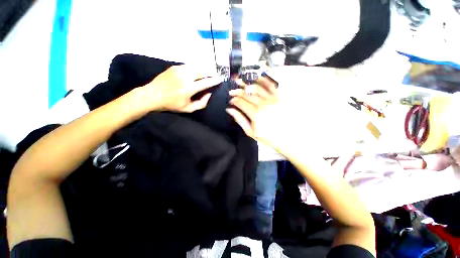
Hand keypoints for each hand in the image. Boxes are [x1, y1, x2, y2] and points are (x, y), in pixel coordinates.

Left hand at [139, 65, 222, 111]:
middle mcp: (185, 77)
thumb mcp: (188, 109)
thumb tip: (209, 94)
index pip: (206, 82)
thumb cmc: (171, 104)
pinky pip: (189, 66)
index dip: (215, 80)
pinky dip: (195, 69)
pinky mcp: (174, 66)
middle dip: (210, 72)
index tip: (220, 79)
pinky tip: (195, 73)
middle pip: (202, 71)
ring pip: (196, 67)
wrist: (152, 95)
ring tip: (206, 74)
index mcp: (188, 89)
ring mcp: (179, 69)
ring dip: (203, 70)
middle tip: (214, 76)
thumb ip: (201, 103)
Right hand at [226, 76, 283, 147]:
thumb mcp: (250, 132)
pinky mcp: (279, 97)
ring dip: (247, 83)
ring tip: (241, 81)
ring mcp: (272, 99)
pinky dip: (263, 80)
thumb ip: (240, 119)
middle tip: (233, 90)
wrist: (286, 137)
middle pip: (247, 94)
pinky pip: (271, 85)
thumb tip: (230, 110)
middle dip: (238, 91)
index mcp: (255, 114)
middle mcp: (263, 104)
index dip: (234, 100)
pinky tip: (257, 77)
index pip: (241, 102)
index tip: (231, 100)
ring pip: (256, 88)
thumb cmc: (268, 136)